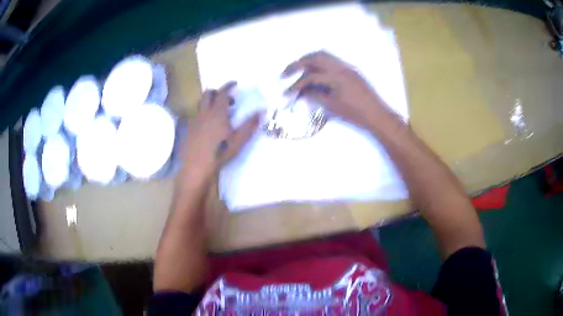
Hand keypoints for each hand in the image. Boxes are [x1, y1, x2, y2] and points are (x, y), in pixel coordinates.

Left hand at [181, 81, 261, 181]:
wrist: (196, 167)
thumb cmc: (220, 152)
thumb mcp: (239, 140)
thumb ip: (250, 124)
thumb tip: (262, 111)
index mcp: (217, 112)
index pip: (223, 92)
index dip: (229, 86)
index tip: (234, 83)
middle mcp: (204, 112)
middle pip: (208, 94)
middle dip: (218, 91)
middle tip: (228, 99)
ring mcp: (195, 120)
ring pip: (201, 104)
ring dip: (210, 102)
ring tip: (219, 112)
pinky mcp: (189, 129)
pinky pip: (197, 114)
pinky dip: (204, 113)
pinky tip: (208, 125)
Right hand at [283, 51, 389, 127]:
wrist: (377, 114)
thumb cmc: (356, 114)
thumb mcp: (333, 107)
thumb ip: (315, 96)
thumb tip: (302, 91)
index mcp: (336, 77)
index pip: (310, 76)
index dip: (296, 85)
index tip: (287, 93)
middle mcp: (341, 67)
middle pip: (315, 57)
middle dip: (298, 63)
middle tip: (286, 73)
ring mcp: (348, 66)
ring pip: (324, 55)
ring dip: (309, 60)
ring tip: (299, 70)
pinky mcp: (351, 69)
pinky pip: (333, 60)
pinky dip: (320, 63)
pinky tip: (316, 73)